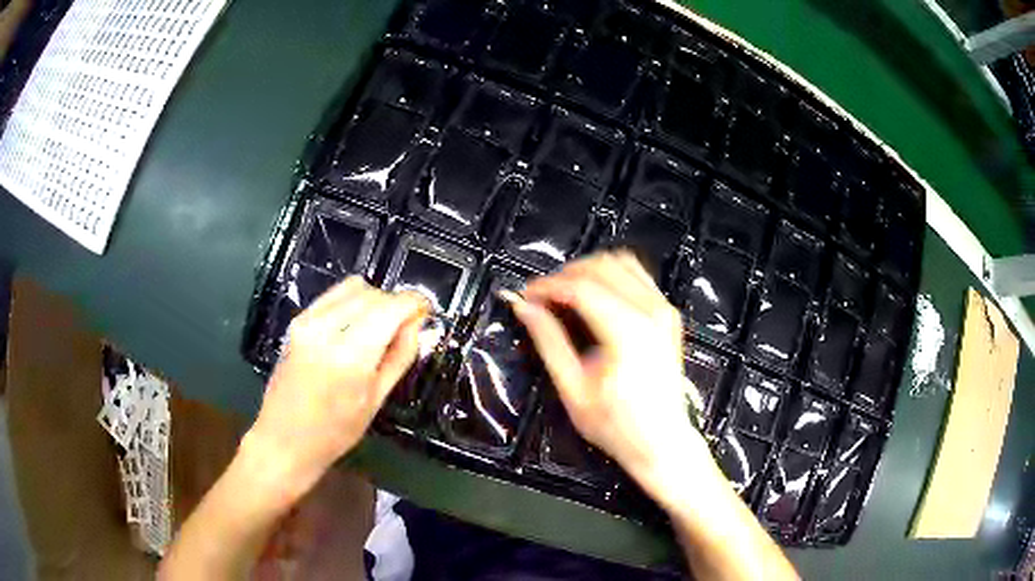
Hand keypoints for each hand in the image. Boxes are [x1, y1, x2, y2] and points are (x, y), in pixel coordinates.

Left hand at [246, 277, 429, 498]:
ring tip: (380, 327)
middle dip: (395, 304)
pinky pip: (333, 295)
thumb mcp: (375, 401)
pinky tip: (357, 325)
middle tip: (405, 327)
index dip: (414, 303)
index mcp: (351, 355)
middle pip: (373, 294)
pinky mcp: (297, 321)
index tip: (426, 310)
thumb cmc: (334, 432)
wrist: (284, 439)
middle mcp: (326, 329)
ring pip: (354, 288)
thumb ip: (399, 357)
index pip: (391, 308)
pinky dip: (353, 301)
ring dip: (375, 300)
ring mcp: (308, 321)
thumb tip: (418, 325)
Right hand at [504, 251, 722, 509]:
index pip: (579, 286)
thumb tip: (525, 309)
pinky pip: (637, 275)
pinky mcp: (667, 314)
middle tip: (541, 298)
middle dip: (564, 275)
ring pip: (620, 263)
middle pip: (600, 266)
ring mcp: (663, 309)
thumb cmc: (618, 425)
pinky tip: (593, 298)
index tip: (525, 296)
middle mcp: (651, 311)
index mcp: (628, 331)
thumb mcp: (573, 390)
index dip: (547, 286)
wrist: (661, 441)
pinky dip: (610, 277)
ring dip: (587, 272)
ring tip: (564, 295)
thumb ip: (549, 342)